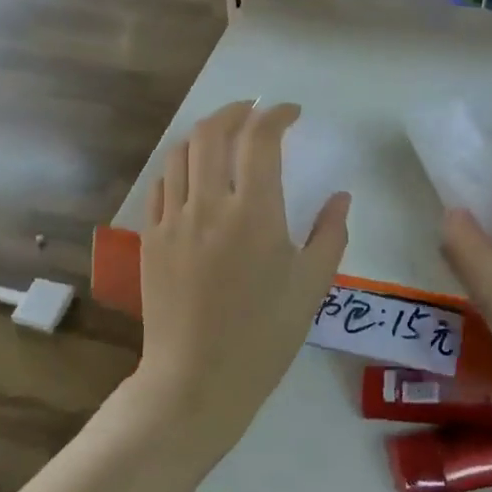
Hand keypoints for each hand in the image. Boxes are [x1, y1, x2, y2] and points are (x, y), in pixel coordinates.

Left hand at [136, 102, 349, 459]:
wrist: (196, 380)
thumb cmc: (263, 337)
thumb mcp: (311, 287)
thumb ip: (330, 234)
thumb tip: (340, 197)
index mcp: (255, 213)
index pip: (261, 139)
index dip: (277, 115)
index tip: (291, 114)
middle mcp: (209, 204)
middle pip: (213, 131)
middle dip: (236, 110)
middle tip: (254, 111)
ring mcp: (173, 220)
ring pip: (181, 152)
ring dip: (205, 134)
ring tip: (224, 137)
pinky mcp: (151, 239)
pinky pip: (161, 185)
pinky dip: (180, 167)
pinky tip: (193, 176)